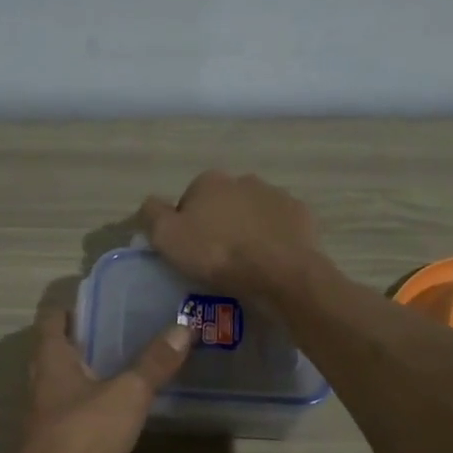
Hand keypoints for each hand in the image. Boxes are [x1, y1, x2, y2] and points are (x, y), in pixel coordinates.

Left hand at [4, 307, 191, 452]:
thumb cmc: (83, 433)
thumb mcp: (127, 394)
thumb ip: (154, 362)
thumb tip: (184, 327)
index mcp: (52, 360)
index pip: (50, 319)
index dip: (69, 307)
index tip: (97, 301)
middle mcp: (41, 382)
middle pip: (54, 350)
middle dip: (80, 339)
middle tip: (116, 330)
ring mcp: (44, 414)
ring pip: (61, 382)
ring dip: (84, 372)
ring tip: (120, 365)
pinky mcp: (53, 442)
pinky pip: (70, 411)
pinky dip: (88, 403)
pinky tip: (114, 409)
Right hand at [139, 170, 321, 300]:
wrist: (278, 272)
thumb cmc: (217, 254)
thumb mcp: (167, 237)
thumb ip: (151, 214)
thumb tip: (151, 204)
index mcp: (209, 181)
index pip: (188, 201)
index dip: (186, 226)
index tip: (190, 252)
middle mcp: (243, 179)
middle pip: (222, 204)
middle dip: (219, 224)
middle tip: (217, 260)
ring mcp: (276, 195)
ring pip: (253, 213)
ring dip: (248, 230)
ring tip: (246, 264)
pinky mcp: (300, 215)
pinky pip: (280, 227)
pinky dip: (274, 239)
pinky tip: (270, 262)